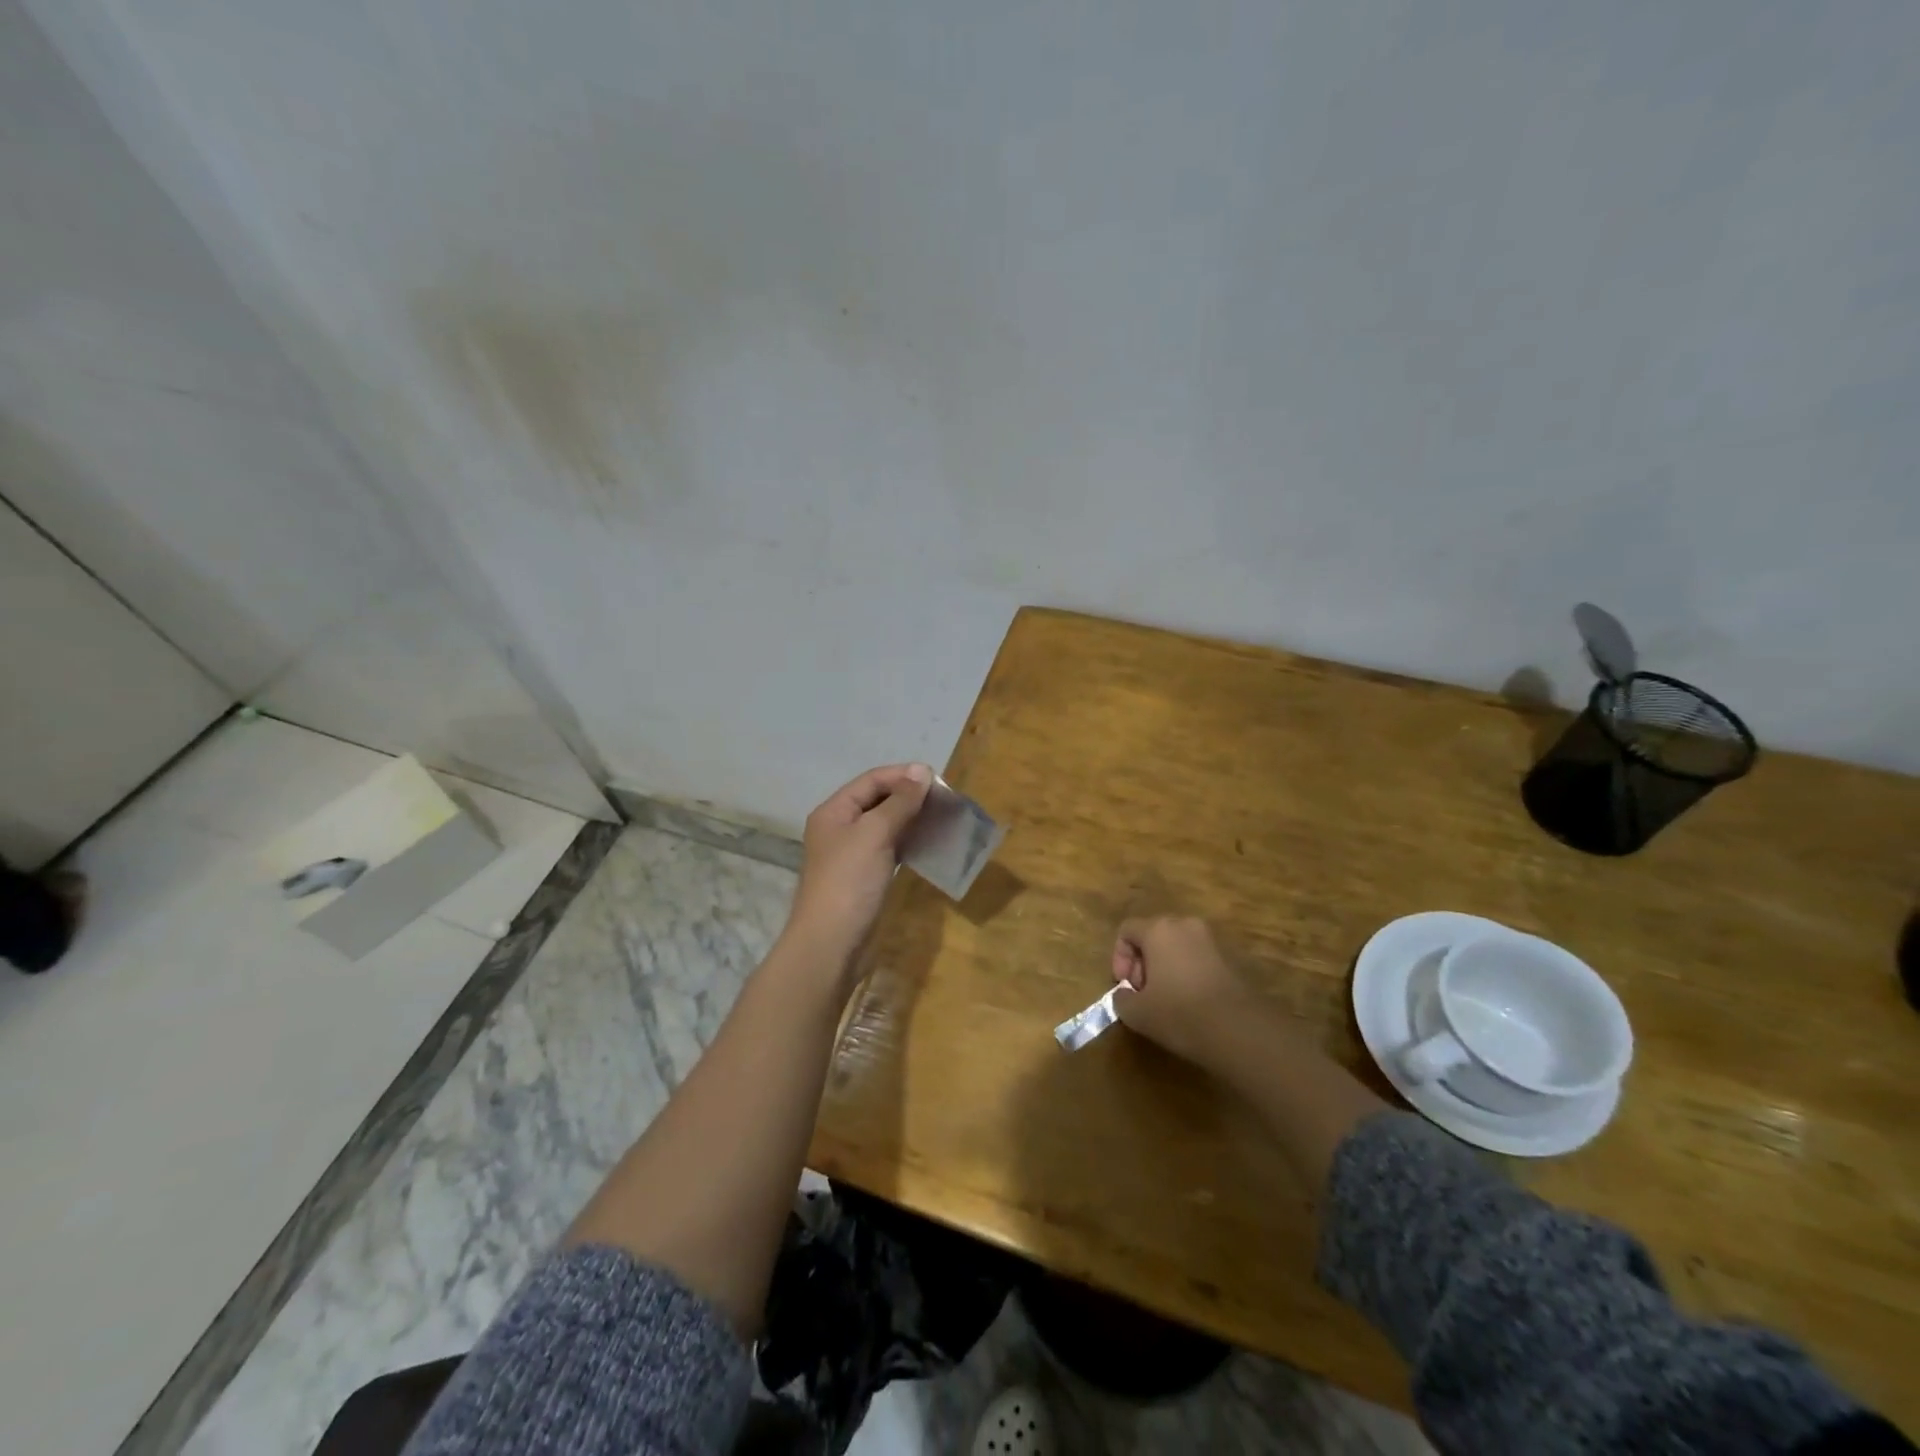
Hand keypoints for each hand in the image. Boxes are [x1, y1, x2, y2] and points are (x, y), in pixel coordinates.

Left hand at [784, 763, 933, 969]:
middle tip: (946, 800)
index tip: (938, 779)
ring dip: (912, 819)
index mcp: (834, 811)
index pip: (871, 780)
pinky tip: (930, 843)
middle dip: (910, 796)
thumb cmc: (849, 882)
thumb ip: (899, 802)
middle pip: (878, 800)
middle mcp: (840, 828)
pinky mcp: (866, 877)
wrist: (831, 945)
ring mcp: (853, 854)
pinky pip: (890, 848)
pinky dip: (910, 842)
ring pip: (886, 825)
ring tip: (943, 818)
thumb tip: (922, 770)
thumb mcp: (875, 834)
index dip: (903, 775)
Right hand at [1111, 916, 1254, 1065]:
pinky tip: (1191, 1003)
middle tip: (1144, 994)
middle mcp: (1185, 925)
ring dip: (1166, 968)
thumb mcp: (1136, 1012)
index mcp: (1159, 929)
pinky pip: (1198, 959)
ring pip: (1177, 946)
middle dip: (1142, 963)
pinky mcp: (1231, 958)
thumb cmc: (1179, 1013)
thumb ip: (1121, 998)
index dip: (1119, 958)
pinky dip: (1188, 974)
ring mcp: (1212, 939)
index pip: (1127, 930)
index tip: (1125, 986)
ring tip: (1167, 1000)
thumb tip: (1126, 994)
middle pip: (1153, 935)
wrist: (1239, 1029)